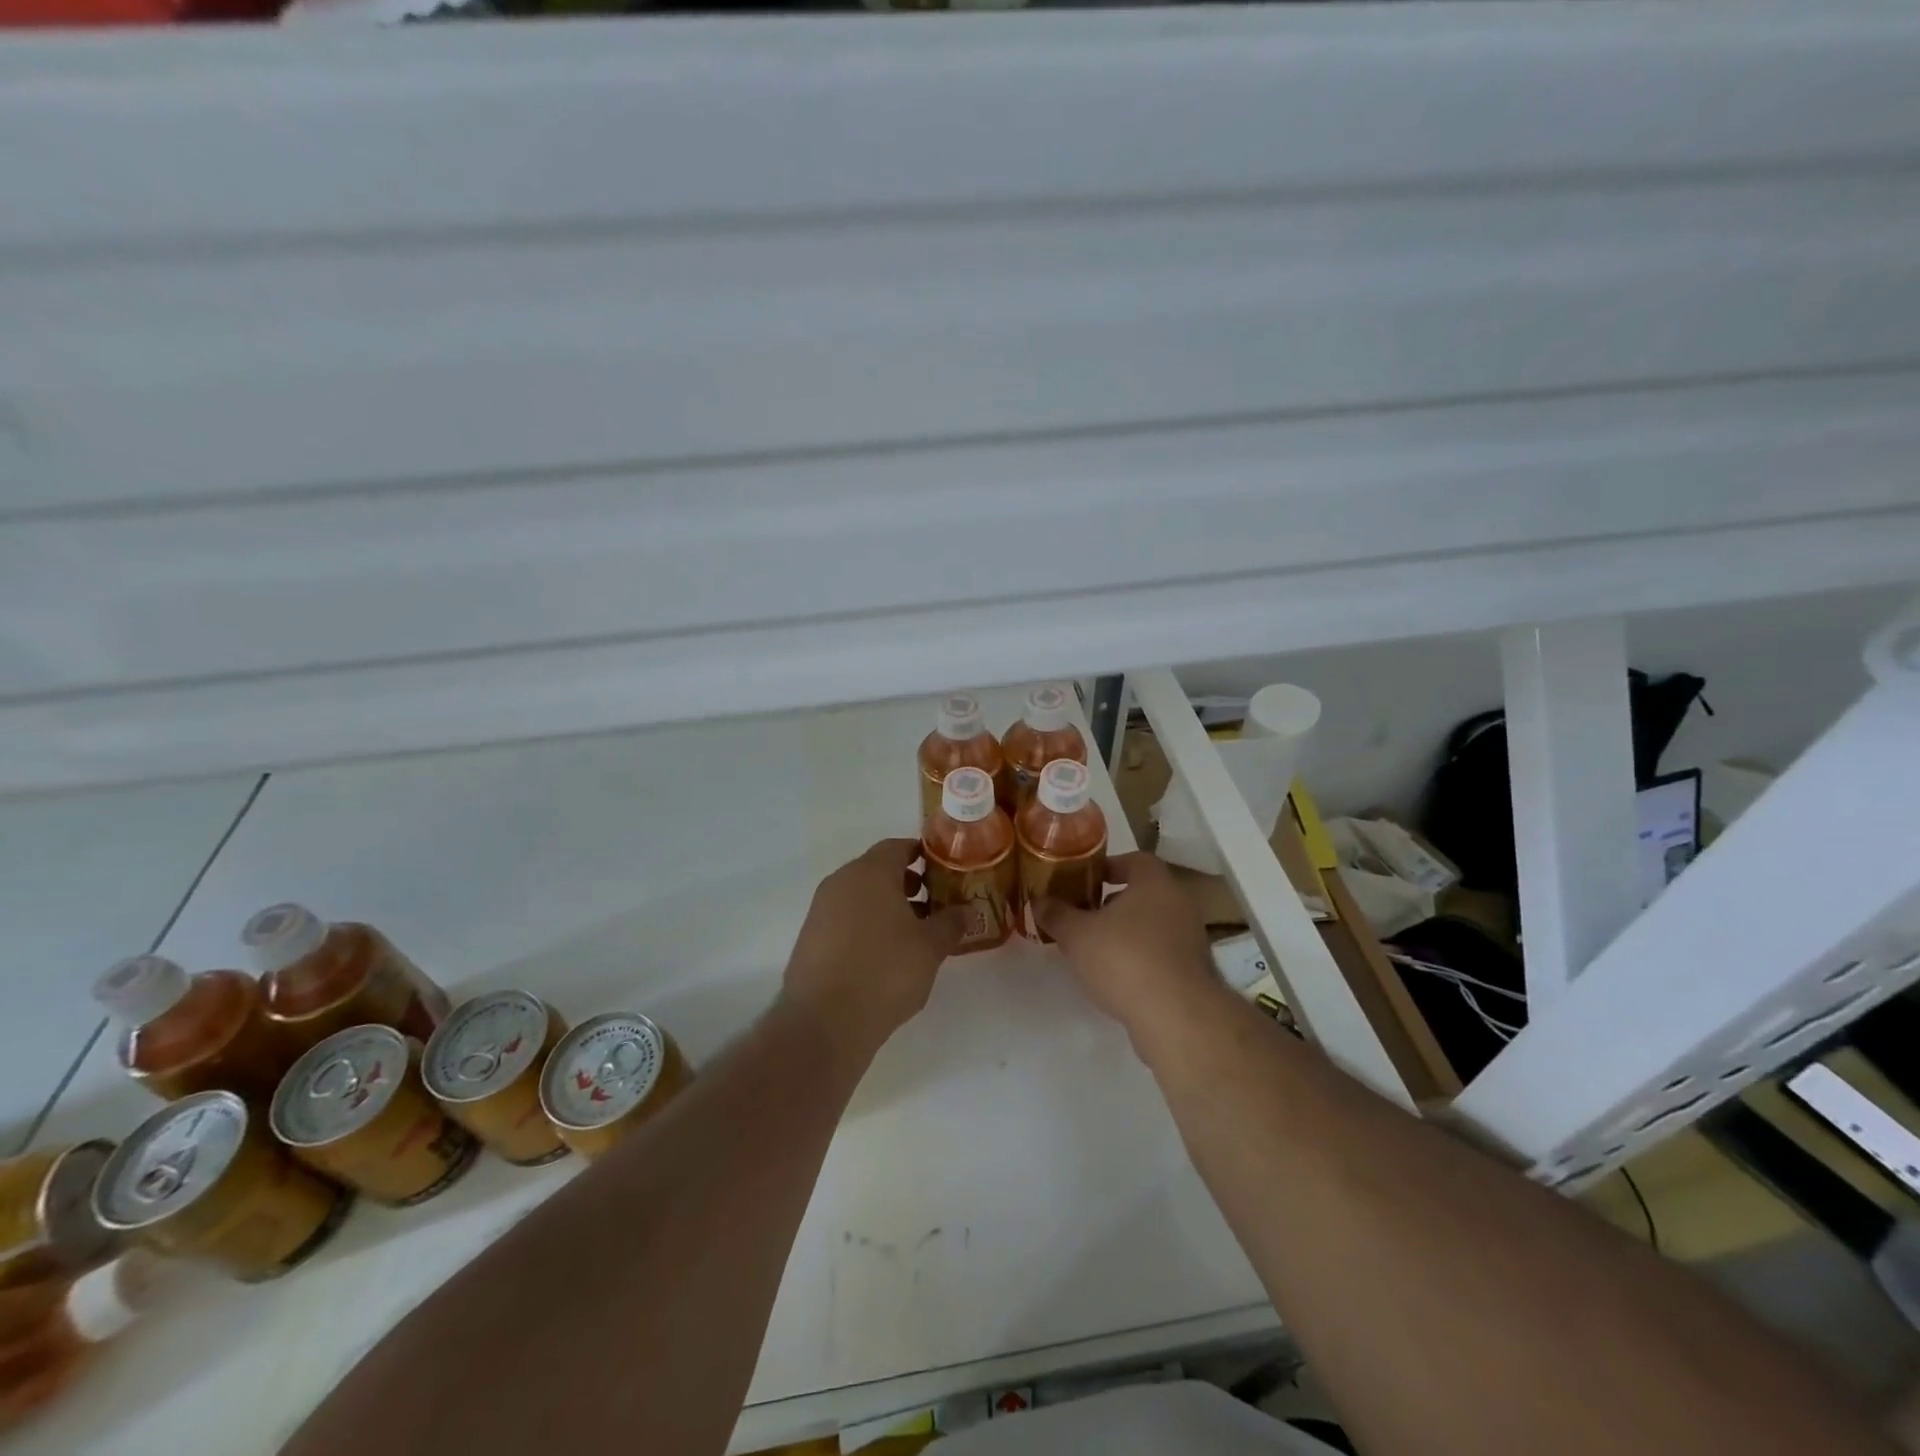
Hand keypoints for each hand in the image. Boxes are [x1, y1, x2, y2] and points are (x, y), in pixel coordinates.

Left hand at [781, 838, 966, 1069]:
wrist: (824, 1022)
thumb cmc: (885, 972)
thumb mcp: (930, 947)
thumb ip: (951, 922)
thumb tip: (967, 910)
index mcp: (870, 872)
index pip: (897, 846)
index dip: (922, 855)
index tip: (943, 871)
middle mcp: (841, 882)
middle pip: (877, 870)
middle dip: (907, 883)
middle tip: (934, 903)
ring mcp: (820, 910)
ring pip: (860, 896)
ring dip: (886, 906)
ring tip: (913, 933)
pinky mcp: (810, 939)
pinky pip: (845, 919)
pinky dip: (866, 925)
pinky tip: (884, 955)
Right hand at [1034, 852, 1227, 1040]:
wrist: (1176, 1017)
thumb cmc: (1124, 959)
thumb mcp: (1077, 934)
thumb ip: (1056, 914)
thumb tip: (1039, 901)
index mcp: (1155, 883)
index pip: (1135, 860)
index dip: (1108, 867)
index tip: (1084, 881)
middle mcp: (1179, 904)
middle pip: (1143, 893)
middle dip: (1112, 903)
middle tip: (1084, 915)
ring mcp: (1191, 939)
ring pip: (1152, 925)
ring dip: (1126, 933)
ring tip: (1095, 950)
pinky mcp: (1194, 972)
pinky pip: (1161, 953)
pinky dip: (1140, 958)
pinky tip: (1117, 977)